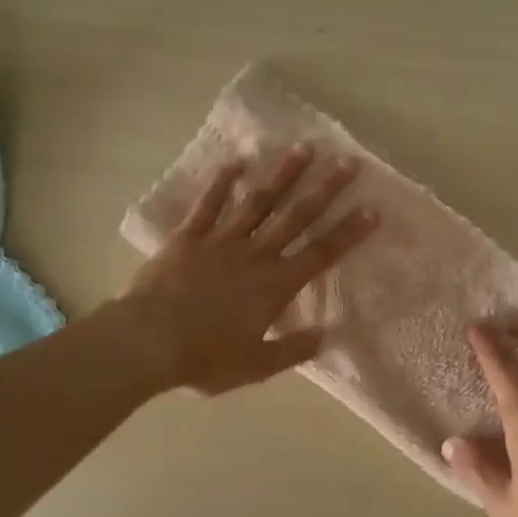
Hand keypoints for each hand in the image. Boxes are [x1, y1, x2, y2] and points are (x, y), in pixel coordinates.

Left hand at [116, 143, 376, 395]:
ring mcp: (220, 242)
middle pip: (295, 218)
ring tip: (302, 149)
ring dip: (282, 176)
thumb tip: (326, 336)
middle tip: (347, 163)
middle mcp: (254, 256)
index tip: (371, 209)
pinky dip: (221, 184)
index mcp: (274, 287)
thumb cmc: (203, 358)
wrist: (146, 343)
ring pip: (258, 203)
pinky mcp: (187, 238)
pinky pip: (207, 206)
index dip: (348, 232)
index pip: (320, 255)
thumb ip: (292, 350)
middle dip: (324, 190)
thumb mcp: (255, 366)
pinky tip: (235, 162)